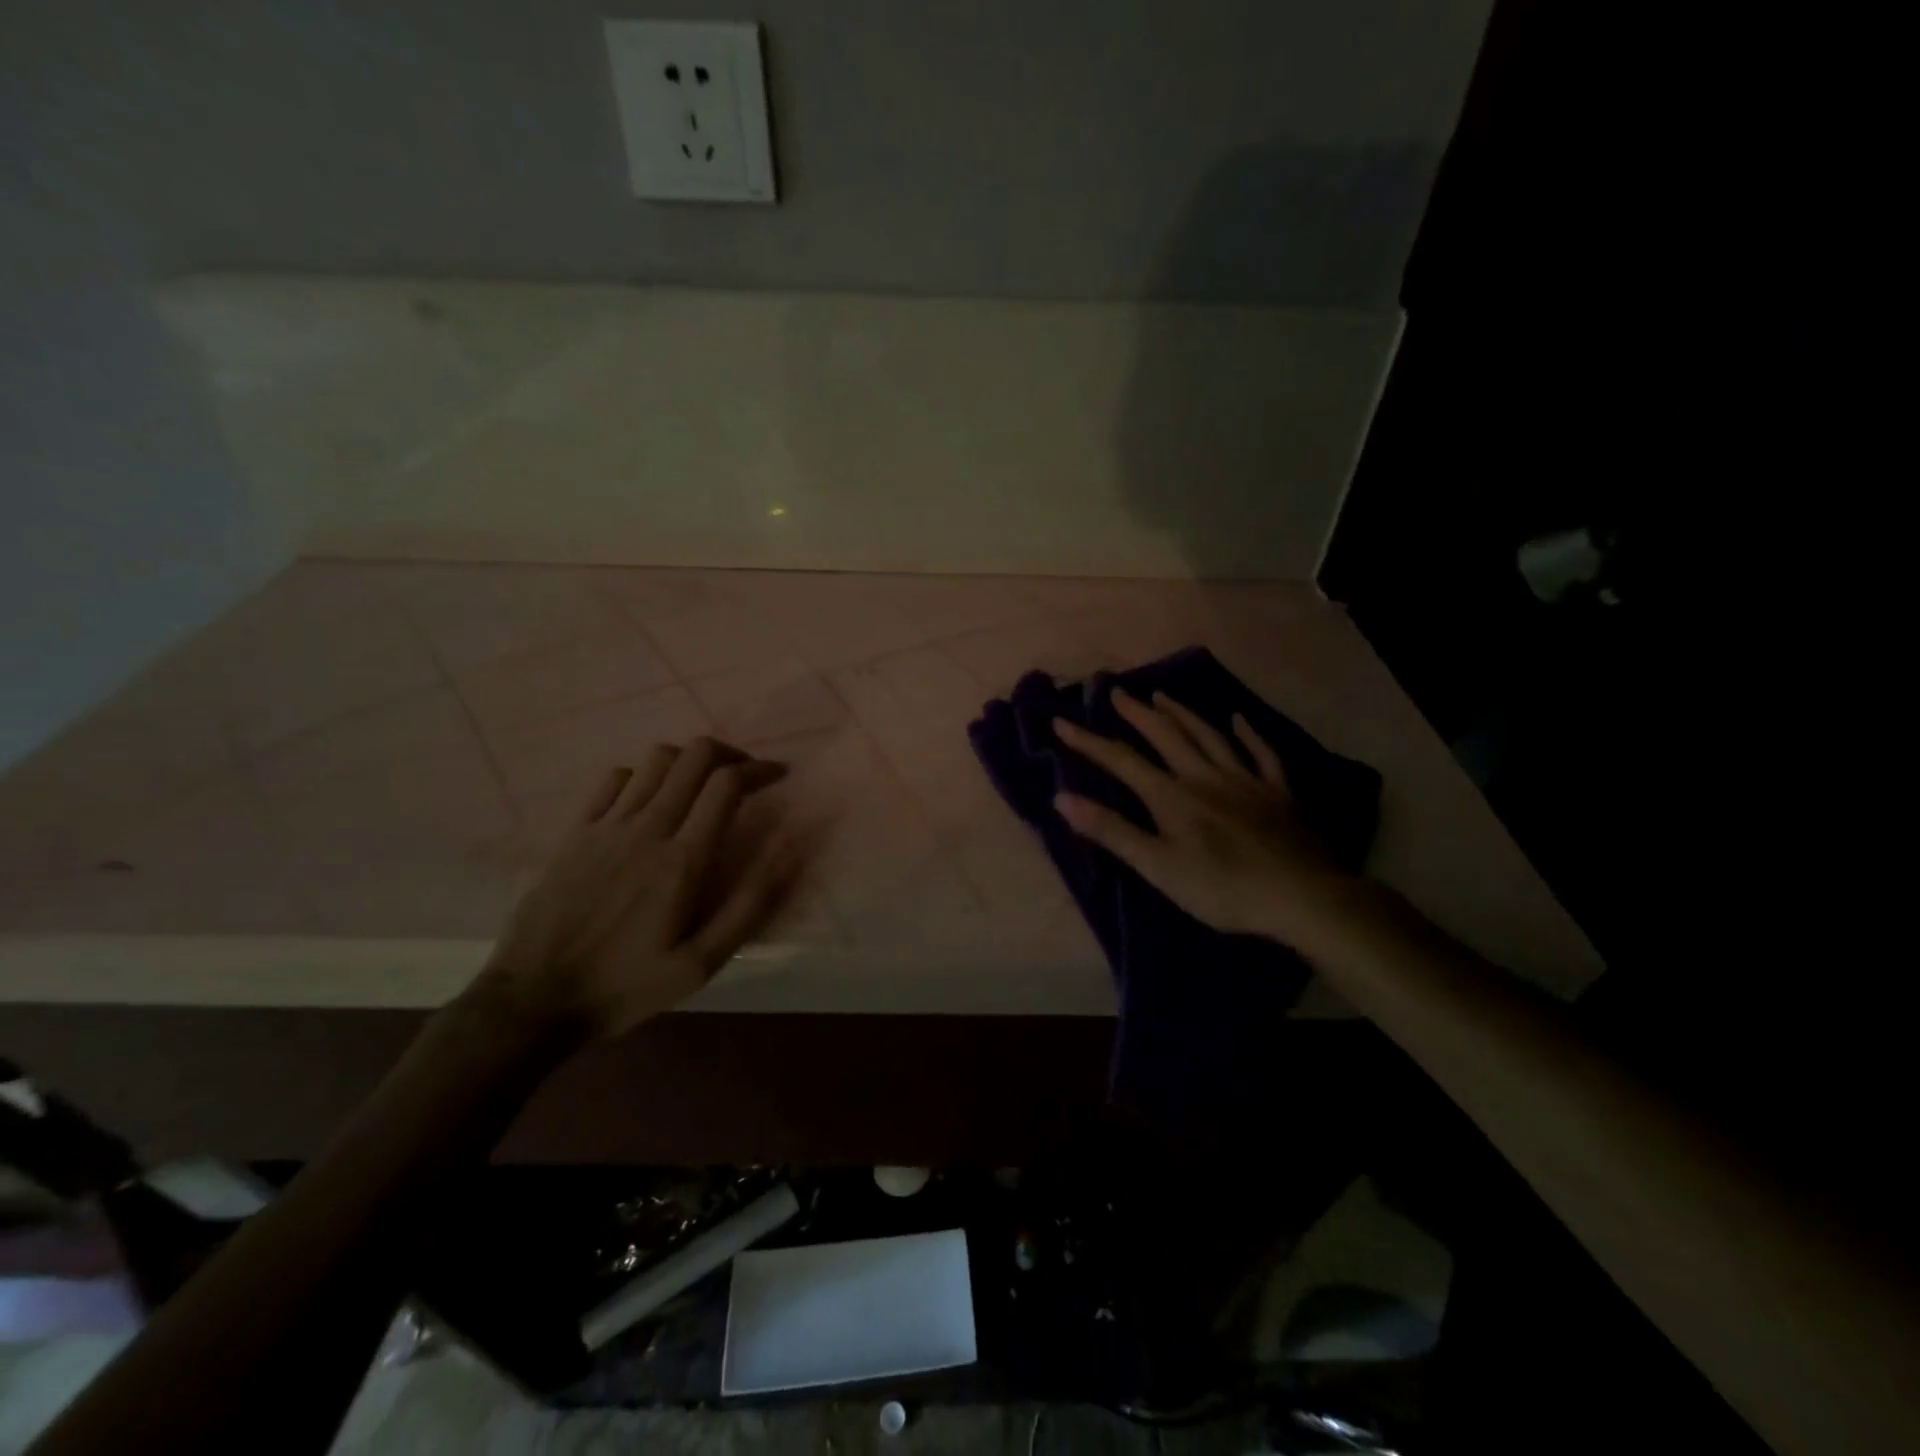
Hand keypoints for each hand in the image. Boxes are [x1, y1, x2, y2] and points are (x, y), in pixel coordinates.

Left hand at [479, 737, 797, 1039]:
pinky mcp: (576, 832)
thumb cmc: (626, 986)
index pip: (727, 785)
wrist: (534, 1000)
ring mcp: (606, 826)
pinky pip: (614, 779)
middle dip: (729, 754)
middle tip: (745, 774)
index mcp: (682, 861)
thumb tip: (788, 853)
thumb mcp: (699, 965)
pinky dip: (643, 775)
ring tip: (702, 782)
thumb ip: (747, 907)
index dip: (759, 770)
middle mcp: (647, 829)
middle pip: (694, 757)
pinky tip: (650, 797)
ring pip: (656, 760)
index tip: (778, 775)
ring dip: (689, 760)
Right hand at [1052, 690, 1359, 944]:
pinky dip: (1248, 734)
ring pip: (1209, 736)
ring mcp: (1245, 780)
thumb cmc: (1221, 888)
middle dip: (1137, 713)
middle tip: (1117, 691)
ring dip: (1183, 714)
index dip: (1088, 741)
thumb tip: (1062, 798)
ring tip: (1163, 696)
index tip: (1061, 721)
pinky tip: (1239, 720)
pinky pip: (1262, 754)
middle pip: (1166, 736)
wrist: (1301, 896)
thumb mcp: (1157, 866)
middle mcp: (1204, 776)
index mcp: (1171, 796)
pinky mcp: (1278, 793)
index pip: (1121, 761)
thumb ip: (1111, 831)